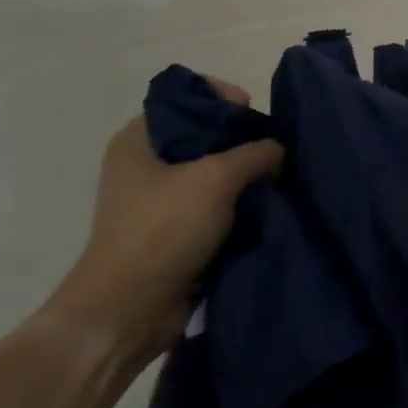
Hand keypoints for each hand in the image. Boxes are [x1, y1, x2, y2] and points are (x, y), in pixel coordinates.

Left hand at [47, 78, 282, 363]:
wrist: (128, 310)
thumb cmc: (164, 229)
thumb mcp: (217, 178)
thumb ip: (256, 152)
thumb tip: (278, 149)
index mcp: (138, 139)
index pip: (185, 96)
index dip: (221, 96)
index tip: (252, 112)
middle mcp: (145, 163)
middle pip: (204, 133)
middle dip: (242, 139)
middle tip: (273, 148)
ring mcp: (158, 199)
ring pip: (213, 171)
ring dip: (244, 175)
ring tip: (277, 177)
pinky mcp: (174, 230)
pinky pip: (214, 204)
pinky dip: (238, 204)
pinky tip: (265, 206)